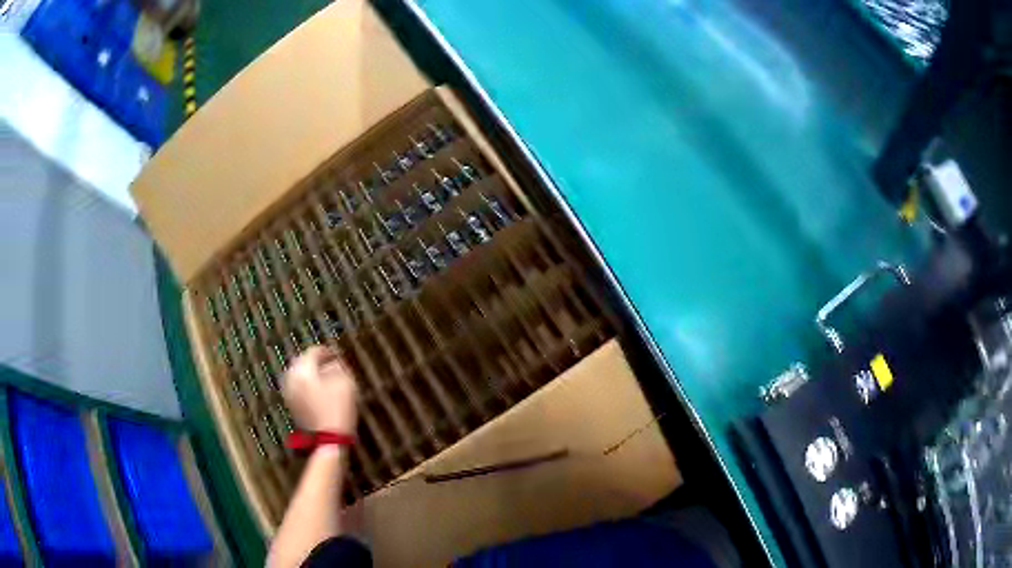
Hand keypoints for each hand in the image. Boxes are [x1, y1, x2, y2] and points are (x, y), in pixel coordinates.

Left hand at [282, 346, 358, 433]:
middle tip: (331, 364)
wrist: (328, 439)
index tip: (338, 354)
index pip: (313, 352)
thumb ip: (338, 367)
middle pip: (303, 362)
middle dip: (316, 362)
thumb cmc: (338, 409)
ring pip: (299, 375)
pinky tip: (319, 391)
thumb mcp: (345, 383)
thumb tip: (333, 362)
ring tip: (326, 378)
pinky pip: (298, 388)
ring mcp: (289, 392)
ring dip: (311, 374)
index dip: (327, 351)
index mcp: (302, 369)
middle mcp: (291, 378)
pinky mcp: (291, 405)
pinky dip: (307, 385)